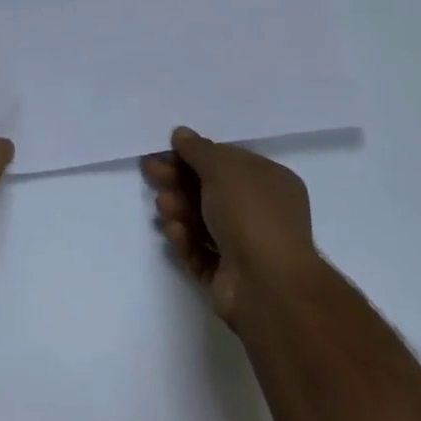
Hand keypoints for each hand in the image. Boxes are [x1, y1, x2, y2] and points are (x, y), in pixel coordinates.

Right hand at [141, 127, 325, 330]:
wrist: (267, 286)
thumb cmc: (251, 214)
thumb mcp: (222, 168)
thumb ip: (198, 149)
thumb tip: (181, 134)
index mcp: (270, 183)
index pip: (228, 162)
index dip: (195, 155)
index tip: (166, 151)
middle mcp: (261, 212)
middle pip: (210, 190)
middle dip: (178, 180)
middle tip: (150, 172)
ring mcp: (245, 247)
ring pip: (202, 221)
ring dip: (179, 209)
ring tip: (164, 206)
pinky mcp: (227, 277)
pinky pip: (199, 251)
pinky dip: (185, 239)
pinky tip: (175, 231)